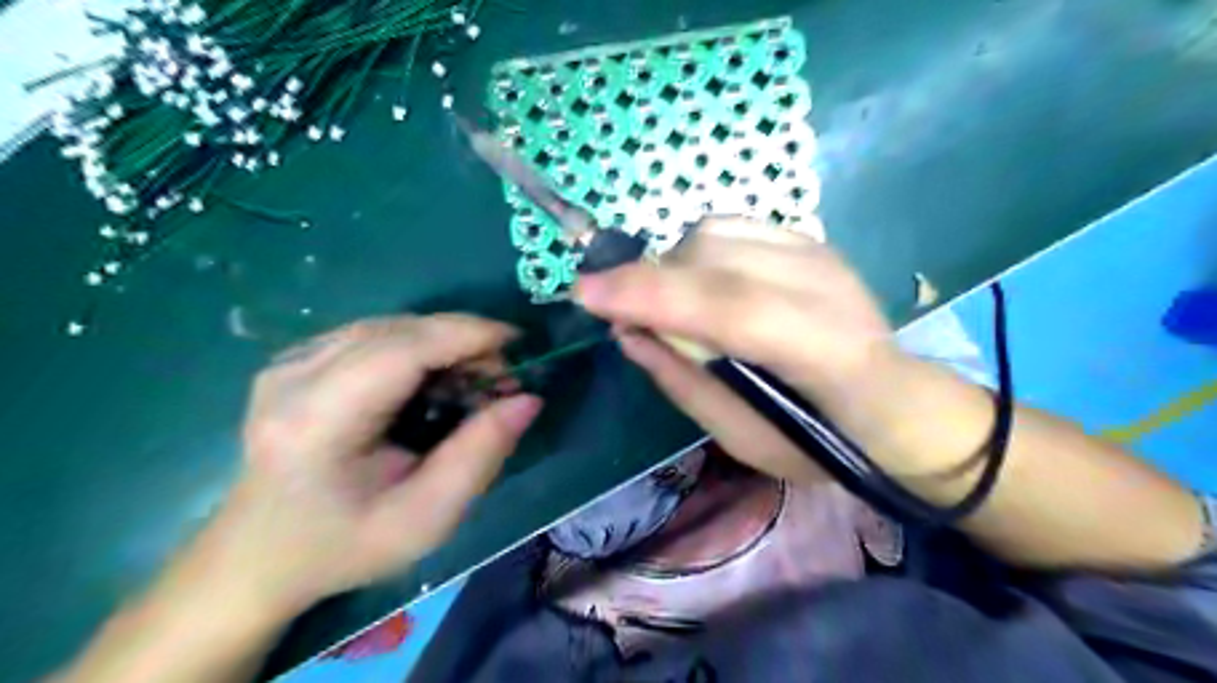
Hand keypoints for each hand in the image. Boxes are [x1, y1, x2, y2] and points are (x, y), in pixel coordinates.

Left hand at [201, 315, 541, 619]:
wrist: (257, 558)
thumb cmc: (344, 547)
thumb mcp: (426, 519)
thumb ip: (480, 456)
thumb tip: (527, 400)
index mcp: (318, 420)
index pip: (402, 349)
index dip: (466, 335)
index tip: (518, 344)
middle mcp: (294, 376)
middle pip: (398, 330)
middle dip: (461, 340)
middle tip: (501, 376)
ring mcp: (288, 363)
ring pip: (388, 327)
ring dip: (442, 342)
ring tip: (474, 378)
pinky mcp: (294, 361)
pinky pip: (372, 336)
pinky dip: (417, 348)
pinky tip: (432, 379)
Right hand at [577, 216, 895, 481]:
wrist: (894, 400)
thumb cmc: (817, 439)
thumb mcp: (743, 438)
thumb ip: (684, 381)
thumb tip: (627, 332)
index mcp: (821, 352)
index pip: (726, 307)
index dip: (650, 294)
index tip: (584, 294)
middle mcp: (825, 286)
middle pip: (712, 259)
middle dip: (646, 277)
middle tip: (614, 308)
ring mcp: (819, 253)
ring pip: (714, 233)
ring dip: (671, 266)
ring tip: (667, 303)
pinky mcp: (810, 239)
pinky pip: (730, 227)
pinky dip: (695, 251)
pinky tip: (699, 283)